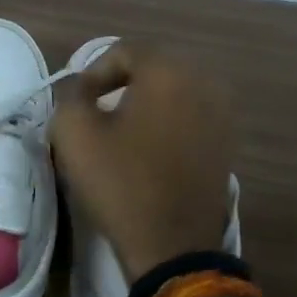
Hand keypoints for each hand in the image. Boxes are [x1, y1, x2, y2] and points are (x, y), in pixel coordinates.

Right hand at [50, 44, 233, 279]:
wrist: (172, 245)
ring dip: (144, 103)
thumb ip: (70, 96)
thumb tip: (80, 89)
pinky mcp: (226, 142)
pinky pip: (190, 115)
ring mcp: (222, 113)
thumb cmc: (120, 183)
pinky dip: (166, 122)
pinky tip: (147, 149)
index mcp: (168, 71)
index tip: (77, 102)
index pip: (123, 50)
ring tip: (119, 130)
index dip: (93, 72)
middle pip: (152, 67)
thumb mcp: (74, 134)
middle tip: (94, 110)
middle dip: (120, 83)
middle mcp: (204, 81)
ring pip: (173, 92)